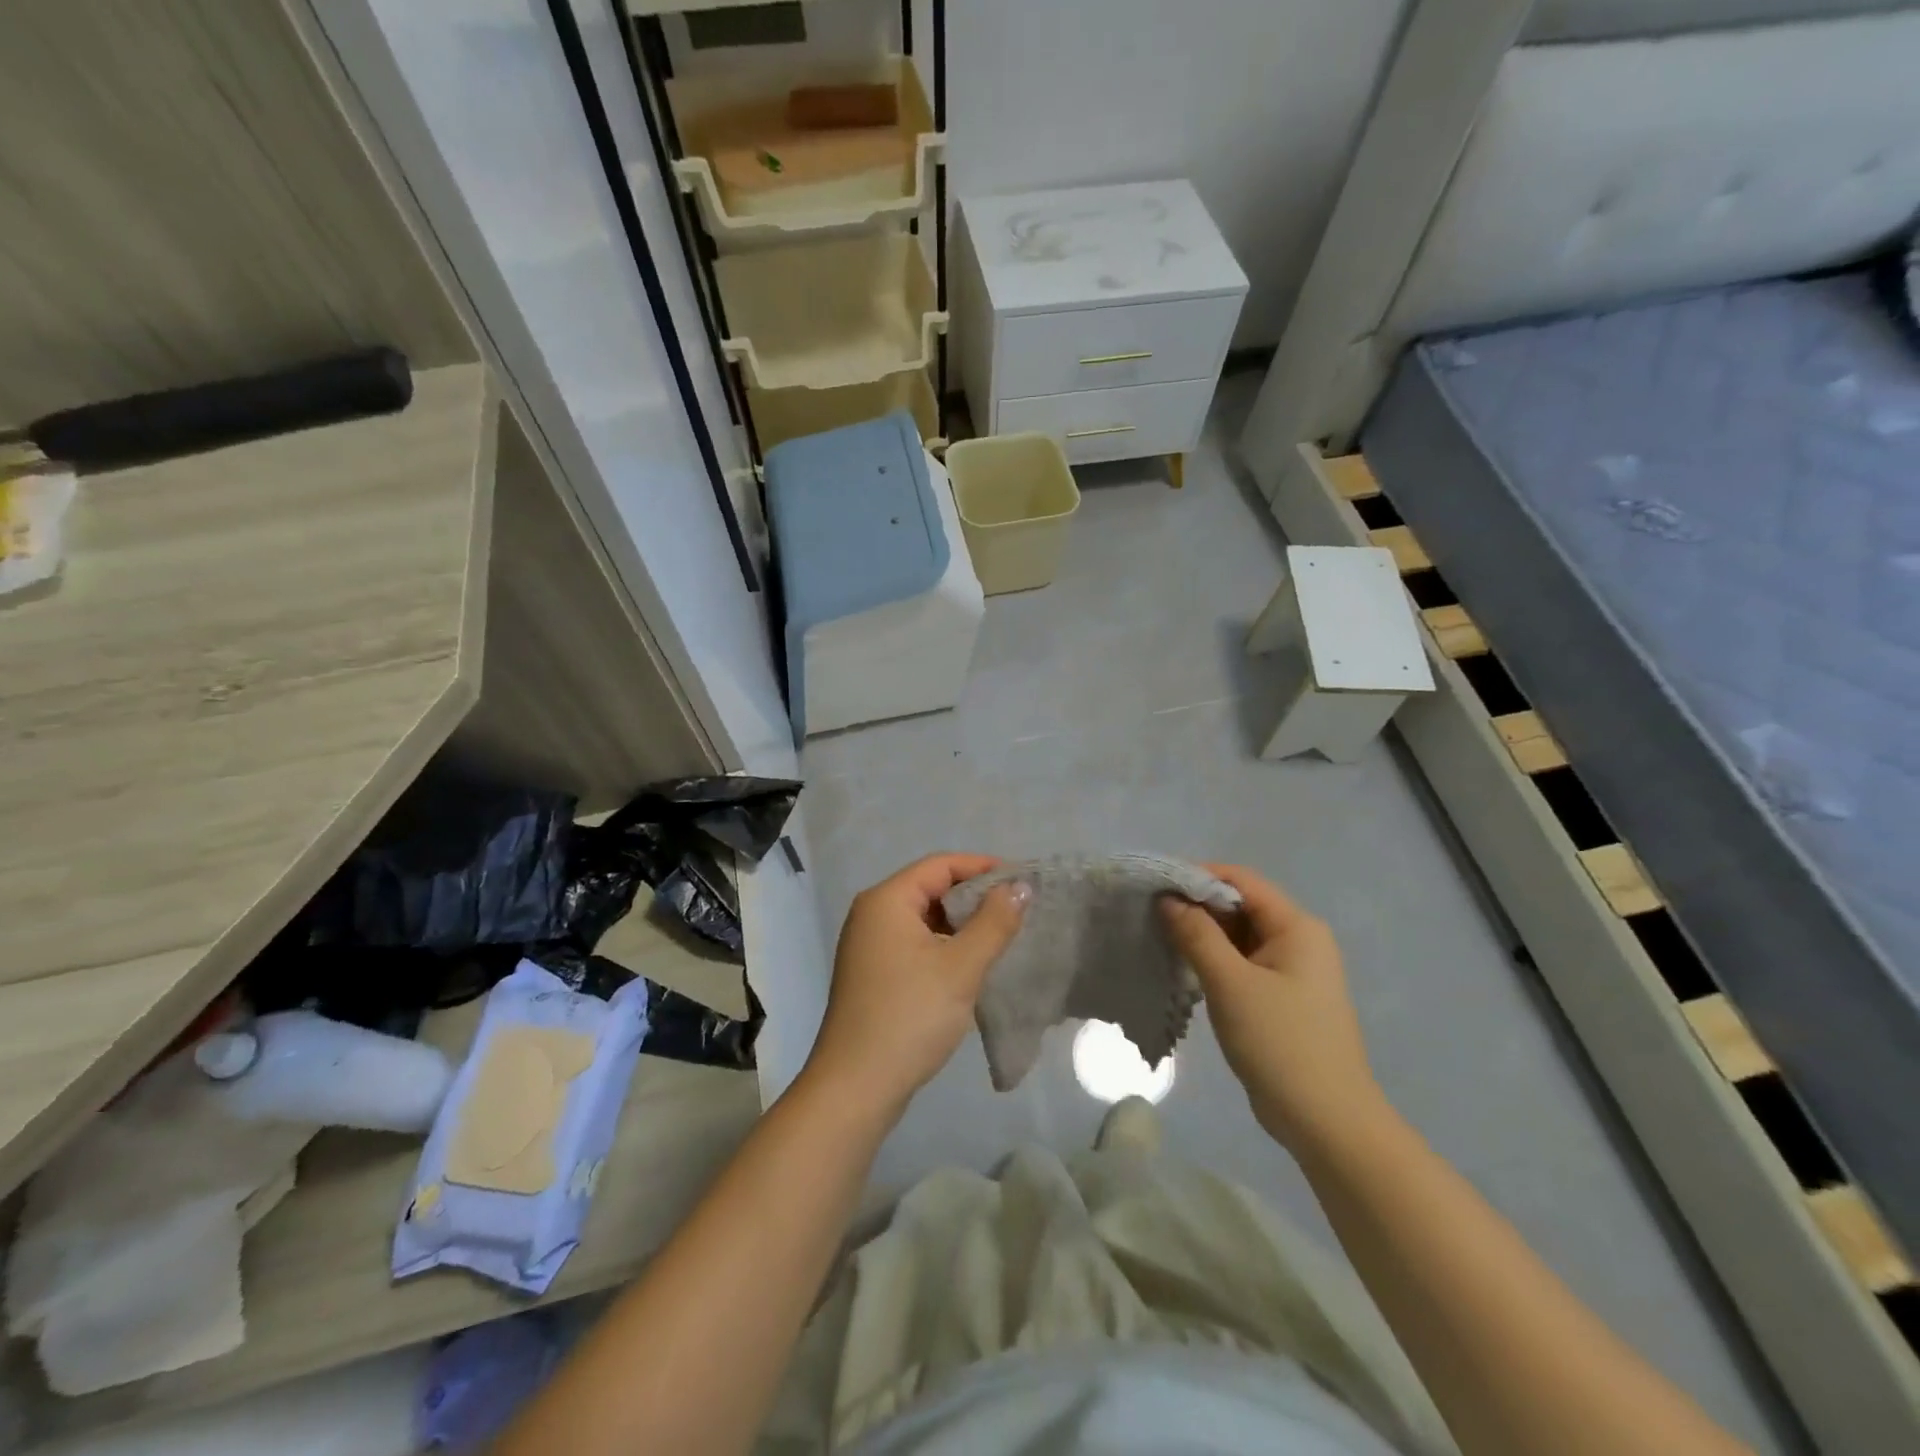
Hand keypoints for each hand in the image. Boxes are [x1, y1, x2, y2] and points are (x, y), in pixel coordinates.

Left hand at [804, 854, 1028, 1115]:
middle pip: (931, 888)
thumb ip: (994, 922)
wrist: (856, 1087)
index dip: (983, 867)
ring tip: (1003, 936)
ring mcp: (869, 945)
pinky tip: (972, 964)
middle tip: (1018, 910)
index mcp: (886, 900)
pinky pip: (915, 943)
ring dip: (962, 924)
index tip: (1022, 881)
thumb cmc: (910, 1016)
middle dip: (974, 896)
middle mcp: (872, 914)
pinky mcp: (874, 973)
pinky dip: (945, 946)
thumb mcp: (961, 967)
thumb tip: (1020, 886)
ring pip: (925, 918)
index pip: (941, 865)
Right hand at [1160, 864, 1383, 1148]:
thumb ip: (1197, 935)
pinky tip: (1185, 968)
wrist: (1327, 1123)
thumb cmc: (1281, 1044)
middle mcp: (1299, 940)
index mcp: (1297, 927)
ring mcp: (1292, 971)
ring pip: (1239, 936)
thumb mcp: (1231, 984)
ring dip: (1203, 934)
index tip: (1155, 887)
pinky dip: (1214, 960)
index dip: (1197, 877)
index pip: (1241, 880)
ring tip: (1160, 938)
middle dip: (1196, 906)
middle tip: (1150, 914)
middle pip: (1240, 905)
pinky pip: (1243, 963)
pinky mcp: (1282, 997)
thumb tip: (1168, 899)